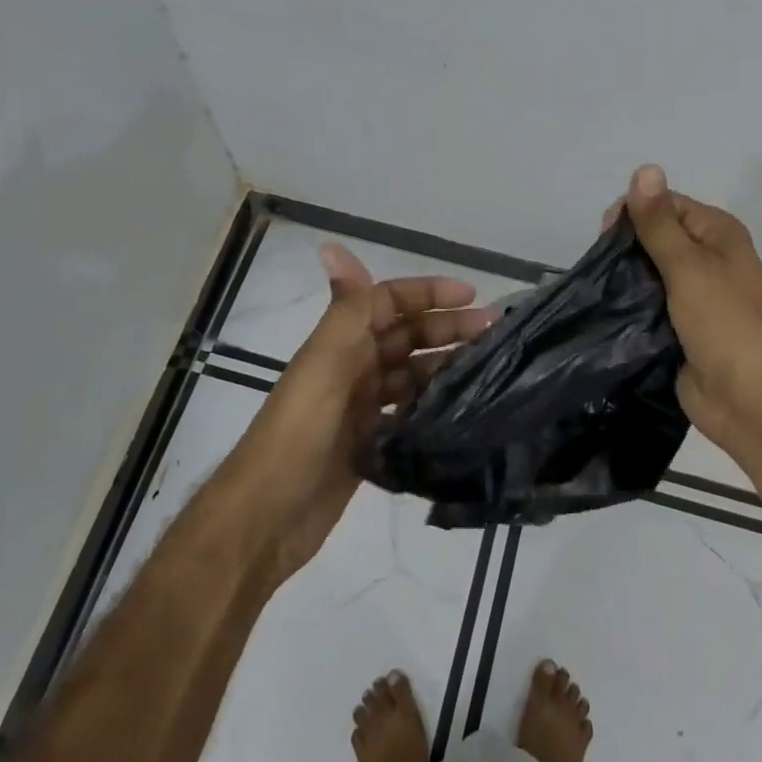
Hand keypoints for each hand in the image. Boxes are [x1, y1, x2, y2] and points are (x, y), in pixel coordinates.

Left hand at [220, 244, 496, 584]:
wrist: (267, 516)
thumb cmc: (298, 432)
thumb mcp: (325, 363)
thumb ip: (344, 309)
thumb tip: (332, 245)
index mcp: (340, 341)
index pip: (389, 301)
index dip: (428, 293)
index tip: (473, 295)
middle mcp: (351, 366)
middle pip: (405, 335)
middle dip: (447, 327)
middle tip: (495, 332)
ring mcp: (360, 406)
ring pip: (411, 373)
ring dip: (445, 364)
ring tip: (490, 367)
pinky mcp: (369, 443)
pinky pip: (408, 410)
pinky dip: (433, 403)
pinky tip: (464, 407)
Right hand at [616, 165, 761, 496]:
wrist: (750, 402)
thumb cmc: (725, 324)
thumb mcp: (688, 266)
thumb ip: (659, 222)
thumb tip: (645, 167)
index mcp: (718, 233)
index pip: (665, 204)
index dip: (634, 212)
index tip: (604, 236)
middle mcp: (709, 257)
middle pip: (655, 236)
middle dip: (626, 247)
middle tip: (602, 268)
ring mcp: (696, 294)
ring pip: (649, 272)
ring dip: (626, 277)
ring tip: (600, 288)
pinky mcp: (682, 326)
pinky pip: (649, 303)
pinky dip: (631, 303)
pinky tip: (607, 308)